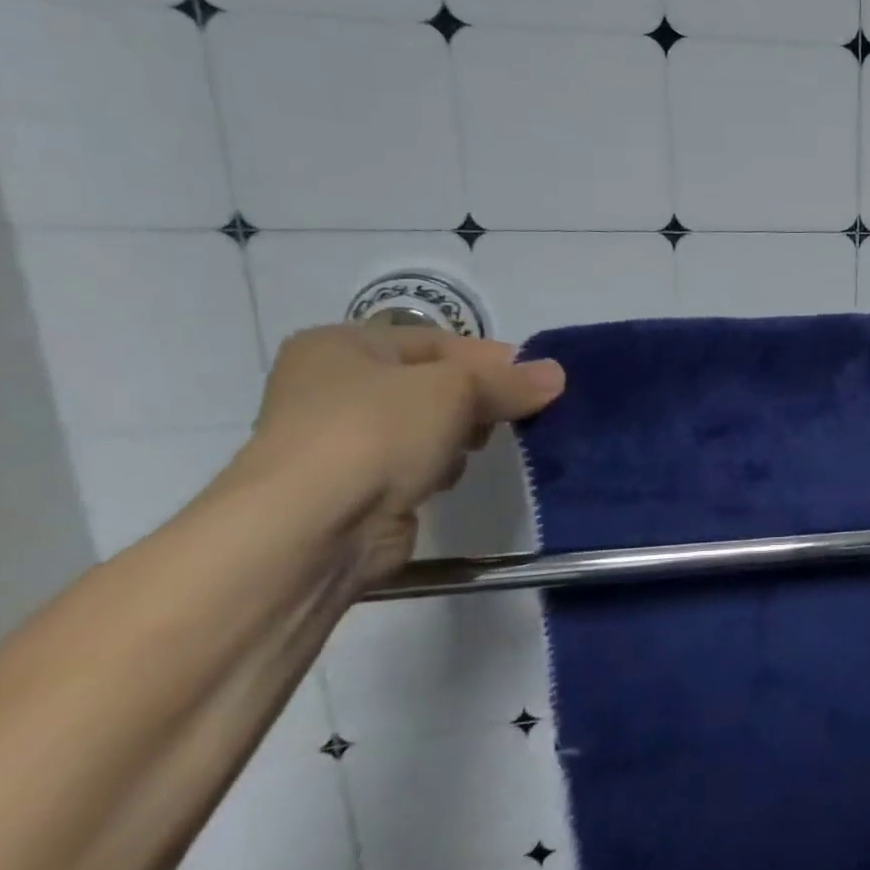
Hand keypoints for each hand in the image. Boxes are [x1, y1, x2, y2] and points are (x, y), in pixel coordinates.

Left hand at [232, 324, 564, 585]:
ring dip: (457, 438)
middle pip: (434, 384)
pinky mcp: (355, 487)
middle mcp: (332, 387)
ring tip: (468, 451)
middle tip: (508, 416)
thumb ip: (511, 381)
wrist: (312, 528)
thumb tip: (557, 375)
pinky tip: (441, 481)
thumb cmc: (378, 432)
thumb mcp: (458, 388)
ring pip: (428, 426)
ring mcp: (340, 440)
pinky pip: (415, 465)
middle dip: (476, 401)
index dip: (490, 359)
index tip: (535, 382)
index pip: (437, 341)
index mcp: (341, 346)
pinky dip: (436, 470)